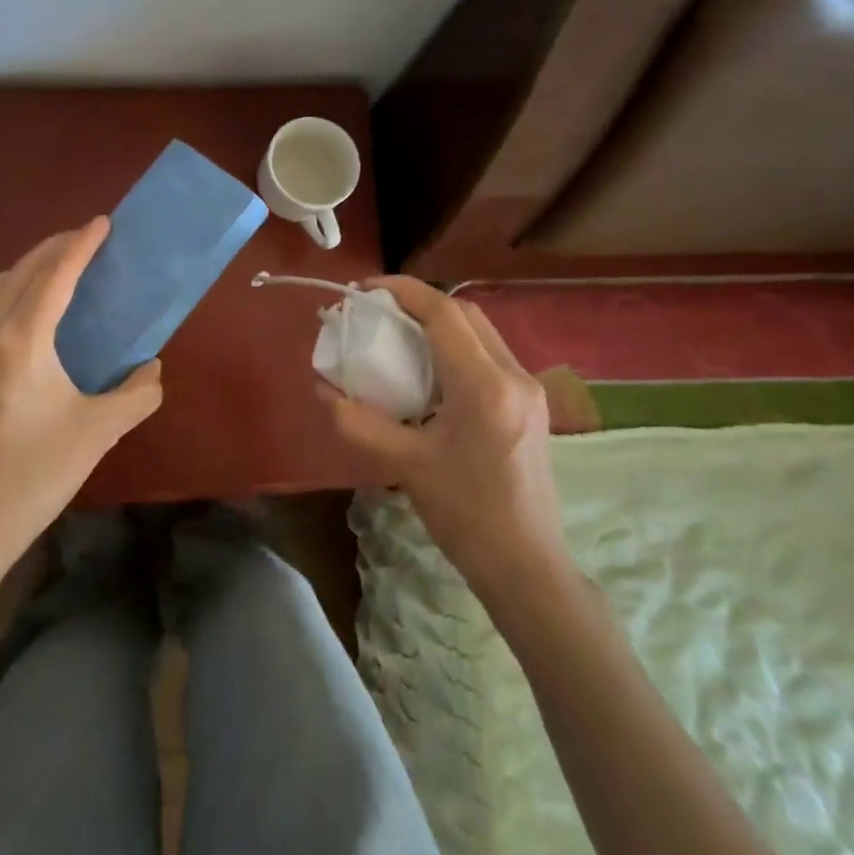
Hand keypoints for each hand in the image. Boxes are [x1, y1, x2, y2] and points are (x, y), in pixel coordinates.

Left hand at [0, 218, 162, 578]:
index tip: (101, 223)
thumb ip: (136, 394)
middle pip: (18, 273)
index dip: (79, 246)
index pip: (54, 277)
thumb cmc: (36, 476)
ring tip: (50, 271)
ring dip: (20, 268)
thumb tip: (151, 369)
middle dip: (52, 249)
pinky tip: (18, 314)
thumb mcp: (99, 433)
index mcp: (20, 343)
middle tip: (83, 239)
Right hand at [324, 276, 567, 594]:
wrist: (526, 566)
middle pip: (465, 314)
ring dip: (438, 324)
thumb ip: (359, 422)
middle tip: (377, 312)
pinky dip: (454, 348)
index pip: (444, 314)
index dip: (402, 290)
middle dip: (419, 303)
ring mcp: (528, 389)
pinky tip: (428, 373)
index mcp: (485, 387)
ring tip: (397, 337)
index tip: (364, 288)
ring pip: (480, 333)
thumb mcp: (404, 466)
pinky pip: (488, 356)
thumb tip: (323, 388)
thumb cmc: (466, 516)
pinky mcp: (529, 405)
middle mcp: (514, 376)